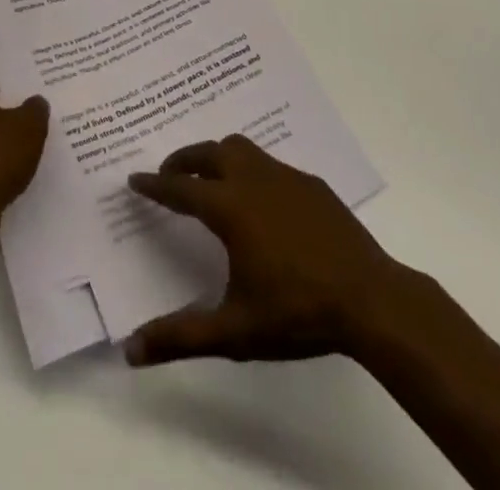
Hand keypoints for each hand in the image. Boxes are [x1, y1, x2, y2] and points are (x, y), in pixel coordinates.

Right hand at [124, 134, 404, 365]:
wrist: (369, 298)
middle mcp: (253, 180)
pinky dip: (250, 169)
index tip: (135, 179)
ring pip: (241, 148)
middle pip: (209, 152)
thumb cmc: (296, 312)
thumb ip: (181, 337)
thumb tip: (130, 350)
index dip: (155, 184)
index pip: (181, 189)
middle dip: (184, 159)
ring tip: (210, 180)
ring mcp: (285, 176)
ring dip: (217, 157)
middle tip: (170, 174)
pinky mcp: (310, 183)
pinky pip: (269, 163)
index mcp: (230, 208)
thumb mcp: (234, 331)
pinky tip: (259, 199)